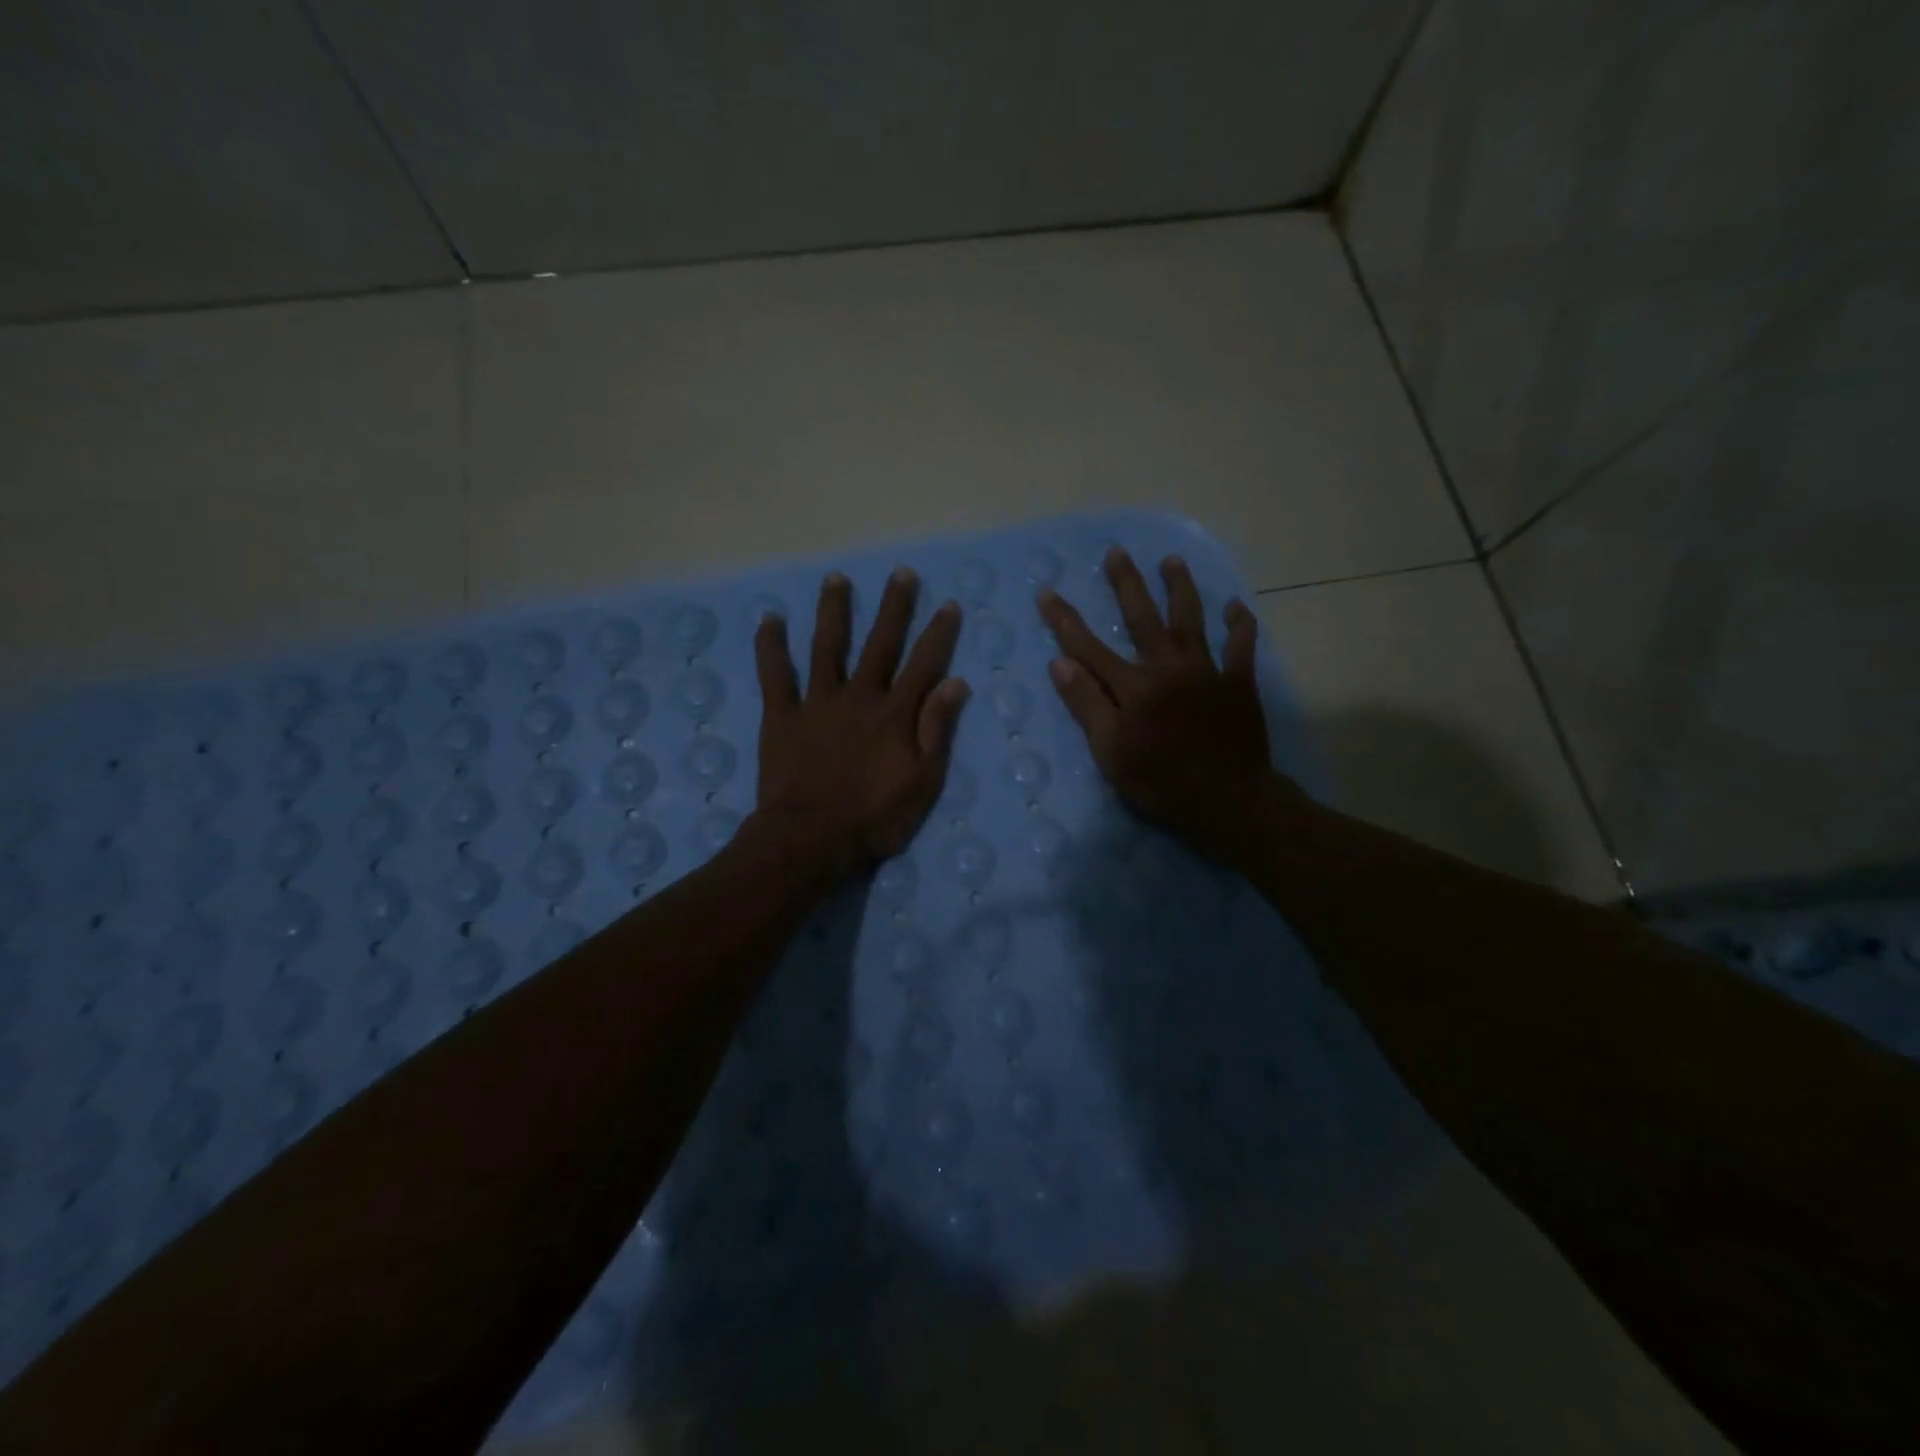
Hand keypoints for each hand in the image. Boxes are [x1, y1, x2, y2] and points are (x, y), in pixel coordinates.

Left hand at [752, 567, 969, 881]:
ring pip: (827, 647)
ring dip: (834, 611)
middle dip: (893, 607)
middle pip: (880, 644)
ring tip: (836, 578)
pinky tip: (770, 619)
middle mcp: (859, 697)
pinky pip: (775, 675)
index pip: (924, 664)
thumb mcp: (922, 782)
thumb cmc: (875, 818)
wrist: (811, 839)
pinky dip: (771, 646)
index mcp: (895, 714)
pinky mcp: (781, 716)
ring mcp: (817, 703)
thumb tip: (956, 682)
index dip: (938, 634)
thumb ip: (937, 730)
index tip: (948, 604)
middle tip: (901, 573)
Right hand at [1039, 548, 1299, 861]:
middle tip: (1117, 552)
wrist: (1230, 801)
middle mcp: (1168, 668)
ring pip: (1192, 620)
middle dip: (1127, 584)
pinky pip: (1241, 647)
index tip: (1047, 593)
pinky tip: (1235, 606)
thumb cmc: (1161, 782)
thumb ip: (1087, 705)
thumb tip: (1060, 662)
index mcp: (1134, 687)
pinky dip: (1239, 625)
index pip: (1089, 647)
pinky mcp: (1238, 684)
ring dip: (1181, 588)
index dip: (1065, 620)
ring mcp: (1207, 672)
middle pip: (1143, 618)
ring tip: (1172, 560)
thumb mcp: (1111, 752)